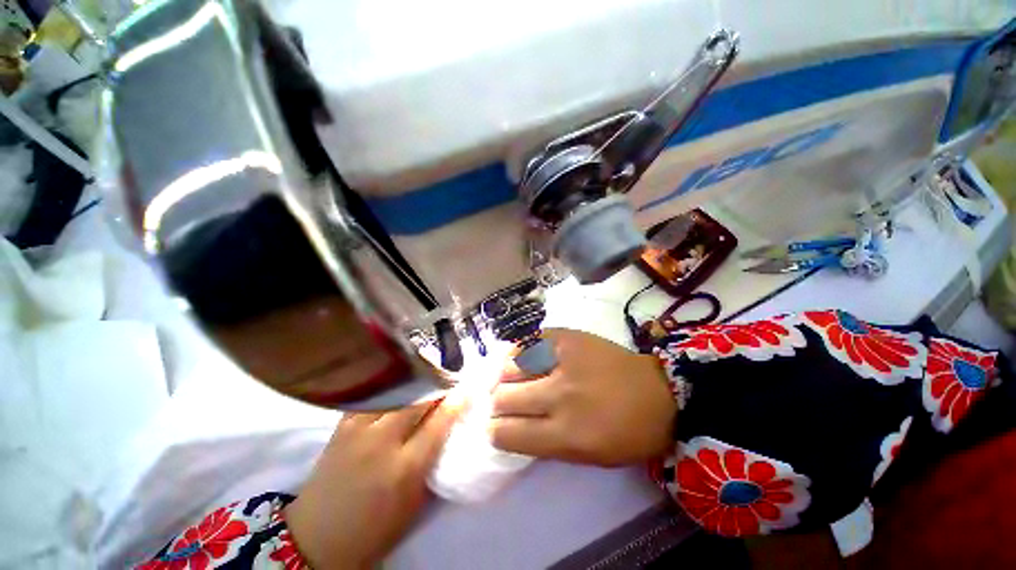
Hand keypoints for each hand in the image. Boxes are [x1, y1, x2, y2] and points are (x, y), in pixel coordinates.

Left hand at [284, 399, 461, 568]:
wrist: (317, 537)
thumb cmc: (374, 528)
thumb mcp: (414, 502)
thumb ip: (432, 460)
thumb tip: (447, 427)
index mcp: (405, 468)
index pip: (438, 423)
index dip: (456, 402)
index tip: (466, 390)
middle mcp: (382, 442)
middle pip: (418, 401)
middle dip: (437, 388)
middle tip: (447, 382)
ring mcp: (359, 430)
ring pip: (397, 393)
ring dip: (416, 385)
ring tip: (426, 381)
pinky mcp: (342, 425)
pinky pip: (374, 397)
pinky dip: (391, 390)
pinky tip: (399, 388)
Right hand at [490, 329, 676, 466]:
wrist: (658, 392)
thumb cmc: (626, 433)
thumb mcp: (585, 455)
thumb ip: (542, 442)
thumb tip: (508, 427)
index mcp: (564, 434)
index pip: (506, 434)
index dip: (495, 431)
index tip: (496, 427)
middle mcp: (559, 395)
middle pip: (502, 398)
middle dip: (497, 403)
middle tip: (504, 401)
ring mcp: (563, 360)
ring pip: (510, 365)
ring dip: (505, 375)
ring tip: (511, 377)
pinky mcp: (568, 336)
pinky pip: (528, 341)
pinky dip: (520, 351)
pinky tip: (523, 357)